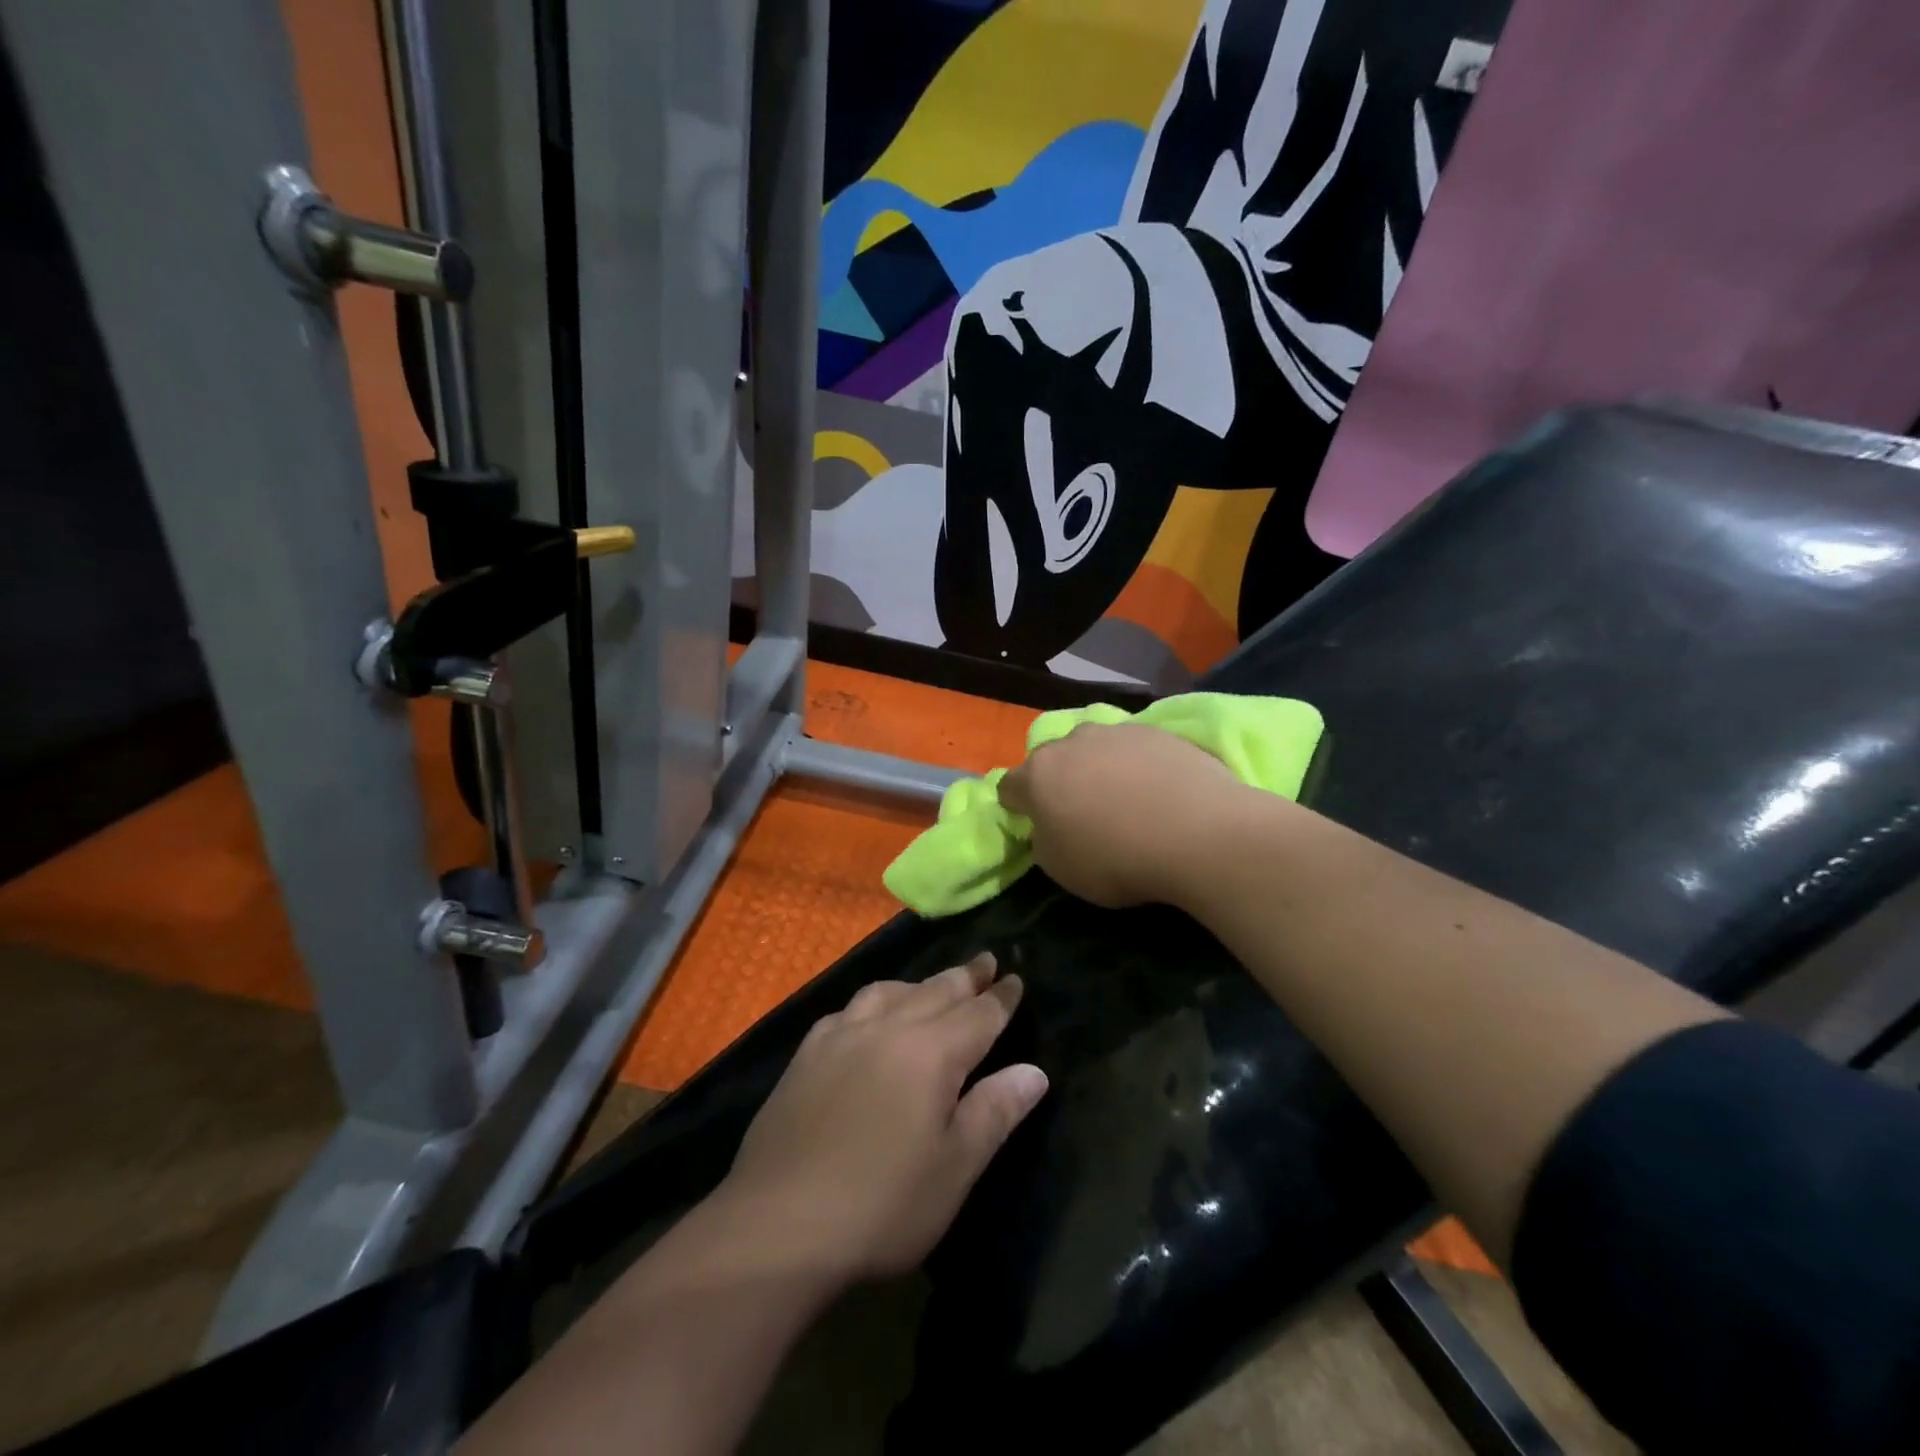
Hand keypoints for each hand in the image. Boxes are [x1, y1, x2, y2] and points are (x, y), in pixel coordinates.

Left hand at [716, 954, 1047, 1282]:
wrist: (777, 1226)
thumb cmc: (881, 1205)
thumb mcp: (953, 1169)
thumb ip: (995, 1112)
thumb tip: (1034, 1072)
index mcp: (931, 1052)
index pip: (978, 1014)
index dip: (1000, 998)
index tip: (1016, 979)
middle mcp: (888, 1028)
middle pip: (935, 991)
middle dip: (965, 977)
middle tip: (985, 962)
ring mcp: (841, 1036)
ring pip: (890, 991)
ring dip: (919, 984)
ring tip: (933, 986)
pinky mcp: (806, 1054)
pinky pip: (850, 1009)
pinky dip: (874, 1001)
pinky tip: (869, 1017)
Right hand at [999, 722, 1248, 908]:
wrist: (1200, 833)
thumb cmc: (1117, 858)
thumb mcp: (1060, 868)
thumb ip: (1043, 840)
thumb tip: (1049, 825)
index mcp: (1038, 774)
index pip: (1009, 787)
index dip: (1017, 807)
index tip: (1033, 824)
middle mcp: (1072, 741)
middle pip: (1053, 760)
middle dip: (1060, 782)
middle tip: (1081, 813)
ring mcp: (1118, 732)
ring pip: (1095, 749)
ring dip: (1099, 769)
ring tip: (1125, 800)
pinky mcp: (1159, 731)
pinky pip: (1135, 750)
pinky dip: (1138, 766)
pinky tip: (1159, 792)